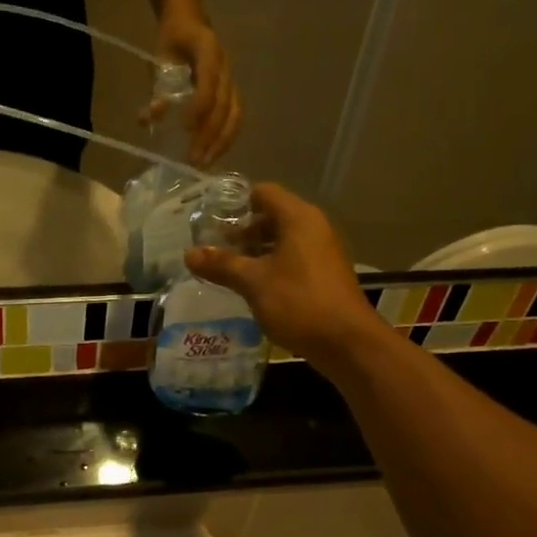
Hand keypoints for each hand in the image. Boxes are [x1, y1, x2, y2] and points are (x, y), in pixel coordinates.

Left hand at [157, 11, 240, 166]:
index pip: (209, 81)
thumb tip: (150, 117)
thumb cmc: (172, 40)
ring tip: (205, 163)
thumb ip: (157, 86)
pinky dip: (224, 138)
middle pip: (224, 105)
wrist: (189, 21)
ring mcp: (231, 80)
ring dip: (221, 142)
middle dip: (209, 134)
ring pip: (234, 115)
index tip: (185, 128)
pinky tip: (212, 154)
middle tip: (193, 158)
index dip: (199, 106)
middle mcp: (225, 67)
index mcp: (208, 49)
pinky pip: (234, 117)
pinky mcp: (232, 92)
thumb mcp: (159, 57)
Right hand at [183, 182, 382, 369]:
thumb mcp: (253, 282)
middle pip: (273, 217)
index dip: (236, 204)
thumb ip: (221, 265)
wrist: (347, 342)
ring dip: (256, 252)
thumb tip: (189, 253)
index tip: (212, 222)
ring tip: (229, 270)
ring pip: (282, 241)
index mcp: (298, 218)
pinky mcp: (325, 275)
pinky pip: (293, 259)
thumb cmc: (298, 302)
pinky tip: (253, 288)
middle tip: (215, 250)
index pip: (264, 193)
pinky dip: (272, 267)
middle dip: (243, 232)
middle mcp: (313, 227)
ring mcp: (322, 252)